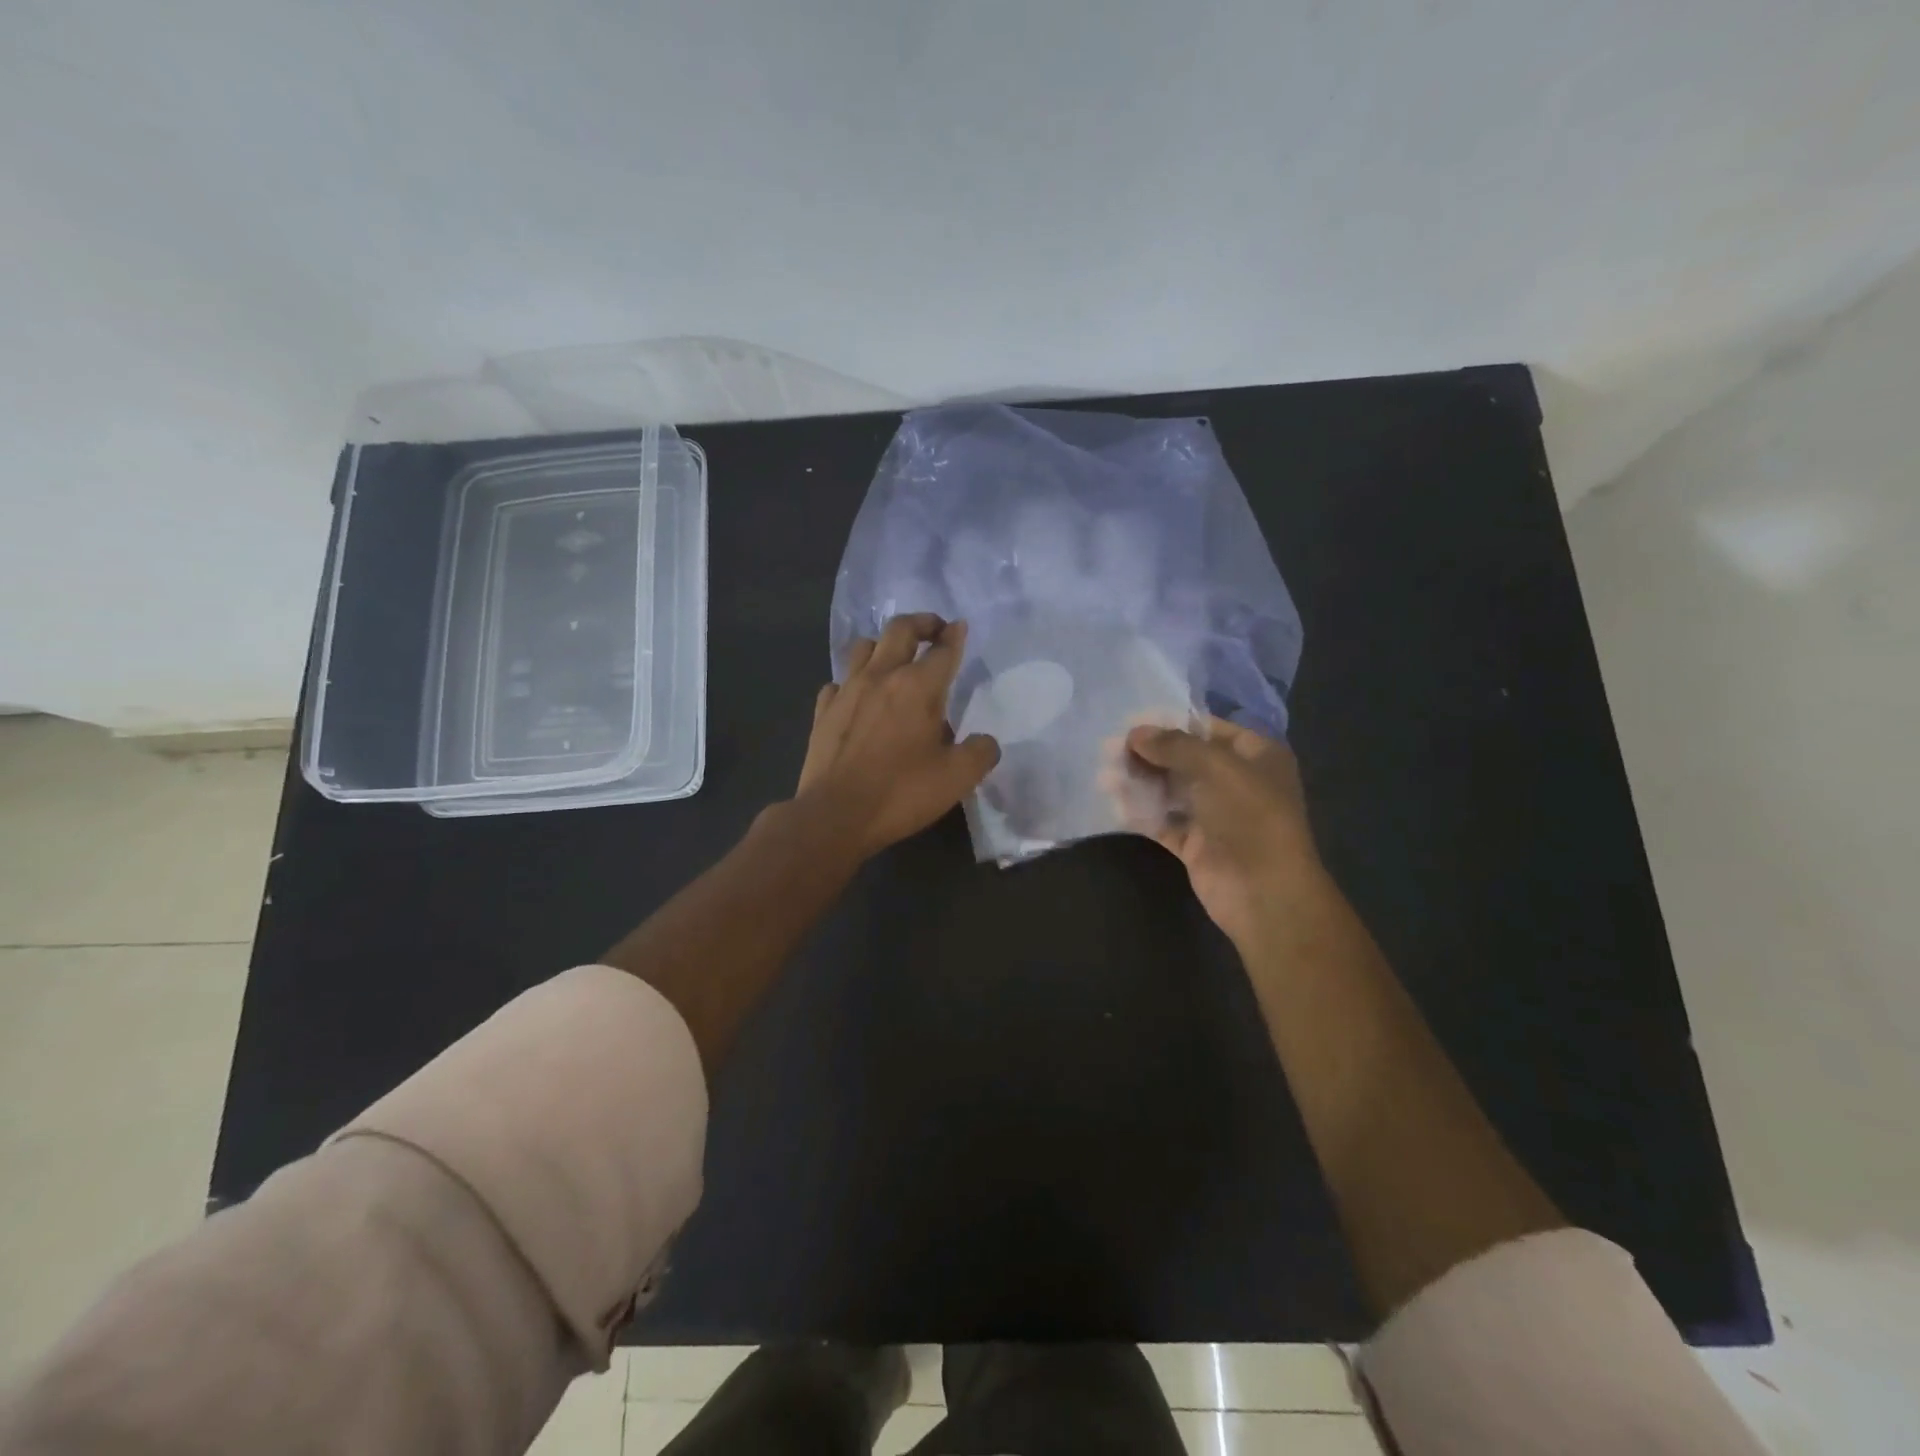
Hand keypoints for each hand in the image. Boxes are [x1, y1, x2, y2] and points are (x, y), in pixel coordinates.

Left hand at [795, 614, 1001, 858]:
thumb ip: (980, 752)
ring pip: (864, 647)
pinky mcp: (823, 711)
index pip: (943, 649)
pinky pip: (838, 682)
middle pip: (900, 630)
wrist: (835, 815)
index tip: (960, 628)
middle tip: (934, 631)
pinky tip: (859, 697)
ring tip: (894, 659)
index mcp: (918, 687)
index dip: (955, 635)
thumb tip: (986, 742)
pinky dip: (853, 681)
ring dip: (883, 645)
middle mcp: (881, 677)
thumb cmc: (901, 793)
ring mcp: (847, 691)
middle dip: (921, 623)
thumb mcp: (958, 778)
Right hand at [1116, 717, 1323, 948]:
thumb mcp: (1216, 767)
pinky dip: (1141, 812)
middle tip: (1109, 748)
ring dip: (1139, 781)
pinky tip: (1114, 803)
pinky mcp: (1195, 844)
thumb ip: (1174, 745)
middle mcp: (1236, 781)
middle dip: (1148, 753)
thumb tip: (1135, 732)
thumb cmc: (1250, 816)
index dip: (1171, 723)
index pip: (1208, 729)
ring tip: (1104, 775)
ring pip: (1170, 790)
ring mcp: (1215, 815)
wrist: (1264, 892)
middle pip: (1185, 759)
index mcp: (1256, 755)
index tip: (1131, 721)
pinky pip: (1163, 821)